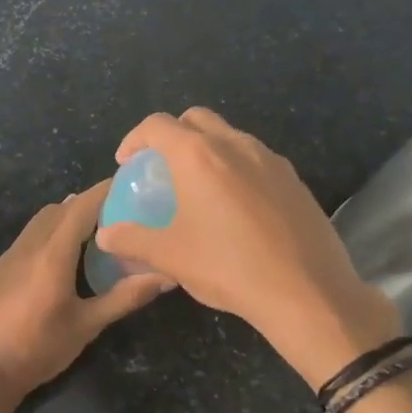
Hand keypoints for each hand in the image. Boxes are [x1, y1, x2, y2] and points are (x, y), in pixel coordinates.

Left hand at [0, 181, 169, 398]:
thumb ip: (125, 297)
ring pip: (40, 221)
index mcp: (52, 253)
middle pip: (60, 209)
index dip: (104, 191)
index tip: (128, 182)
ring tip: (95, 228)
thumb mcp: (87, 325)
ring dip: (66, 216)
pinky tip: (62, 254)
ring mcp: (9, 256)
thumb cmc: (38, 348)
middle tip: (119, 209)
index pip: (81, 207)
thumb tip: (165, 277)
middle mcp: (29, 245)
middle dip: (88, 203)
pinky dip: (49, 231)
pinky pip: (28, 236)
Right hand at [95, 108, 402, 389]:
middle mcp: (235, 145)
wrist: (307, 292)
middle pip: (195, 119)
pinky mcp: (294, 180)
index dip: (134, 139)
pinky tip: (235, 207)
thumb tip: (104, 236)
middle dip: (171, 135)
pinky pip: (256, 159)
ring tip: (197, 187)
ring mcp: (270, 160)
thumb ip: (132, 240)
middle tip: (160, 168)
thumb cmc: (228, 268)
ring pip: (230, 136)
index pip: (157, 125)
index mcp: (199, 156)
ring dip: (206, 150)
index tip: (126, 164)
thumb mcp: (170, 257)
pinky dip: (235, 167)